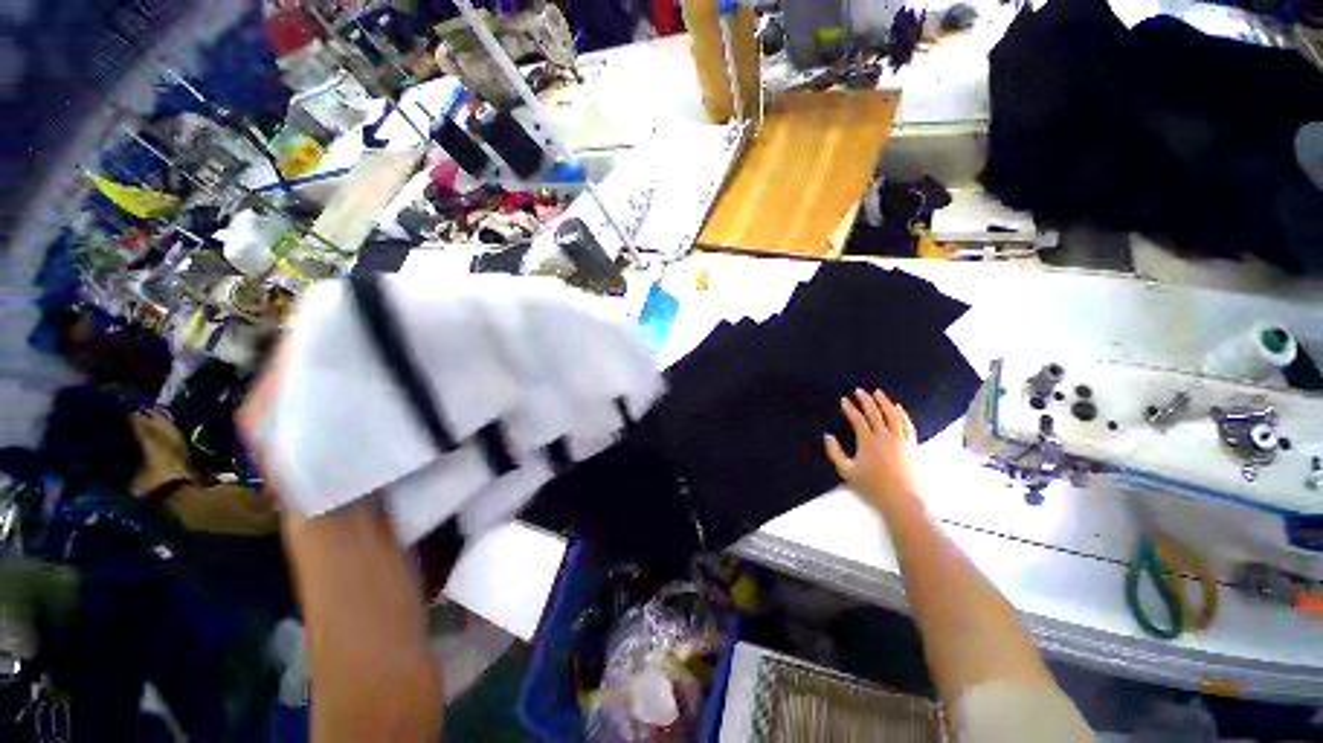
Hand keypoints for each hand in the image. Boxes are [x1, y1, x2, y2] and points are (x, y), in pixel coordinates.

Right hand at [824, 389, 919, 511]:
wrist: (902, 500)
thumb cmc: (872, 486)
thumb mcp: (847, 471)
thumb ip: (835, 453)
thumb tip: (827, 436)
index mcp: (868, 442)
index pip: (858, 420)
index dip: (850, 408)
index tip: (844, 400)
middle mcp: (885, 437)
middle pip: (875, 413)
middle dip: (866, 400)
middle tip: (859, 390)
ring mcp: (901, 440)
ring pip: (893, 415)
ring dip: (885, 402)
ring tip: (878, 393)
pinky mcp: (912, 445)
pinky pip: (907, 424)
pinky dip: (902, 414)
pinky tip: (898, 408)